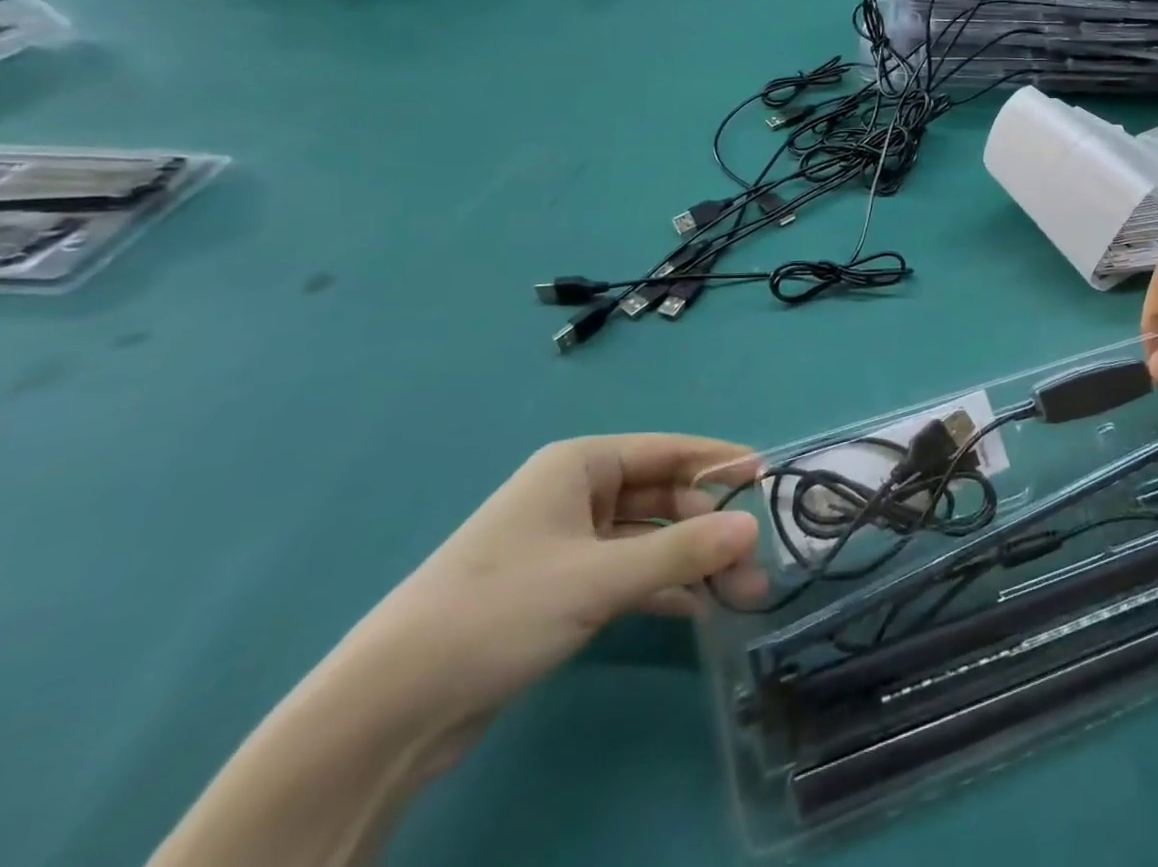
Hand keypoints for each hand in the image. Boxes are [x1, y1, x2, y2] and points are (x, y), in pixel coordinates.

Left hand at [342, 435, 759, 736]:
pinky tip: (698, 608)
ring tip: (740, 593)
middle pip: (662, 496)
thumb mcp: (599, 577)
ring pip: (649, 538)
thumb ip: (681, 551)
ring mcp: (569, 543)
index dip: (718, 462)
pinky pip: (629, 573)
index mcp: (580, 465)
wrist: (390, 708)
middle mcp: (577, 494)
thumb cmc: (500, 609)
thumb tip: (753, 528)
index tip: (767, 477)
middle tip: (755, 560)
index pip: (668, 449)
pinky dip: (663, 586)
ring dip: (692, 561)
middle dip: (710, 525)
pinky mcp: (562, 589)